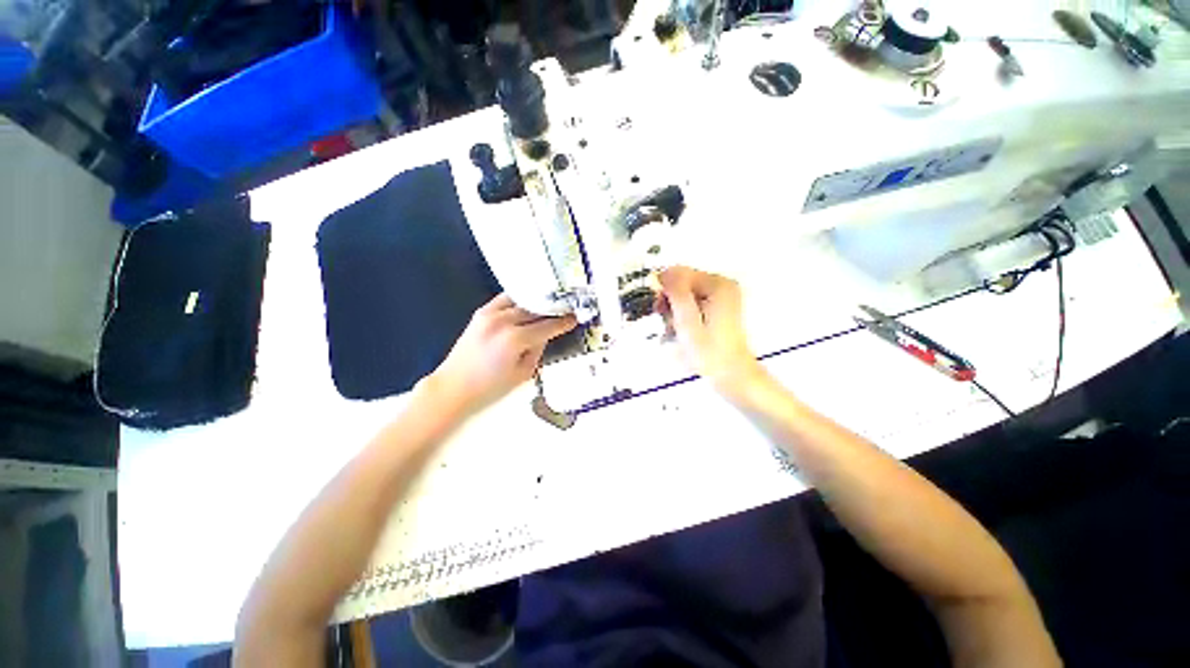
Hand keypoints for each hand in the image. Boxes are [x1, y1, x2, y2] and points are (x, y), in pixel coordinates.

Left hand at [427, 294, 576, 417]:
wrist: (454, 387)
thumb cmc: (490, 387)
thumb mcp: (523, 373)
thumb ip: (537, 350)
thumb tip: (544, 335)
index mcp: (515, 339)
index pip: (547, 326)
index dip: (563, 322)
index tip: (574, 318)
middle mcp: (503, 321)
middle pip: (535, 310)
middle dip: (551, 310)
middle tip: (563, 312)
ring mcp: (489, 314)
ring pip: (521, 302)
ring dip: (536, 304)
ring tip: (547, 307)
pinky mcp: (481, 312)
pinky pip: (505, 299)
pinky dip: (519, 301)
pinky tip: (527, 305)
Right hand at [658, 267, 763, 397]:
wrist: (731, 374)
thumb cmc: (710, 351)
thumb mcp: (687, 321)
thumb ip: (675, 293)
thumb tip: (662, 274)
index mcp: (718, 284)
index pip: (679, 273)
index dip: (663, 288)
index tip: (659, 309)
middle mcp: (722, 285)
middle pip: (682, 282)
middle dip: (670, 301)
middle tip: (669, 322)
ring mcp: (722, 296)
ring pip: (685, 293)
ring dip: (675, 310)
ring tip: (676, 330)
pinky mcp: (719, 307)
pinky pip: (692, 302)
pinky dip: (683, 314)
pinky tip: (683, 330)